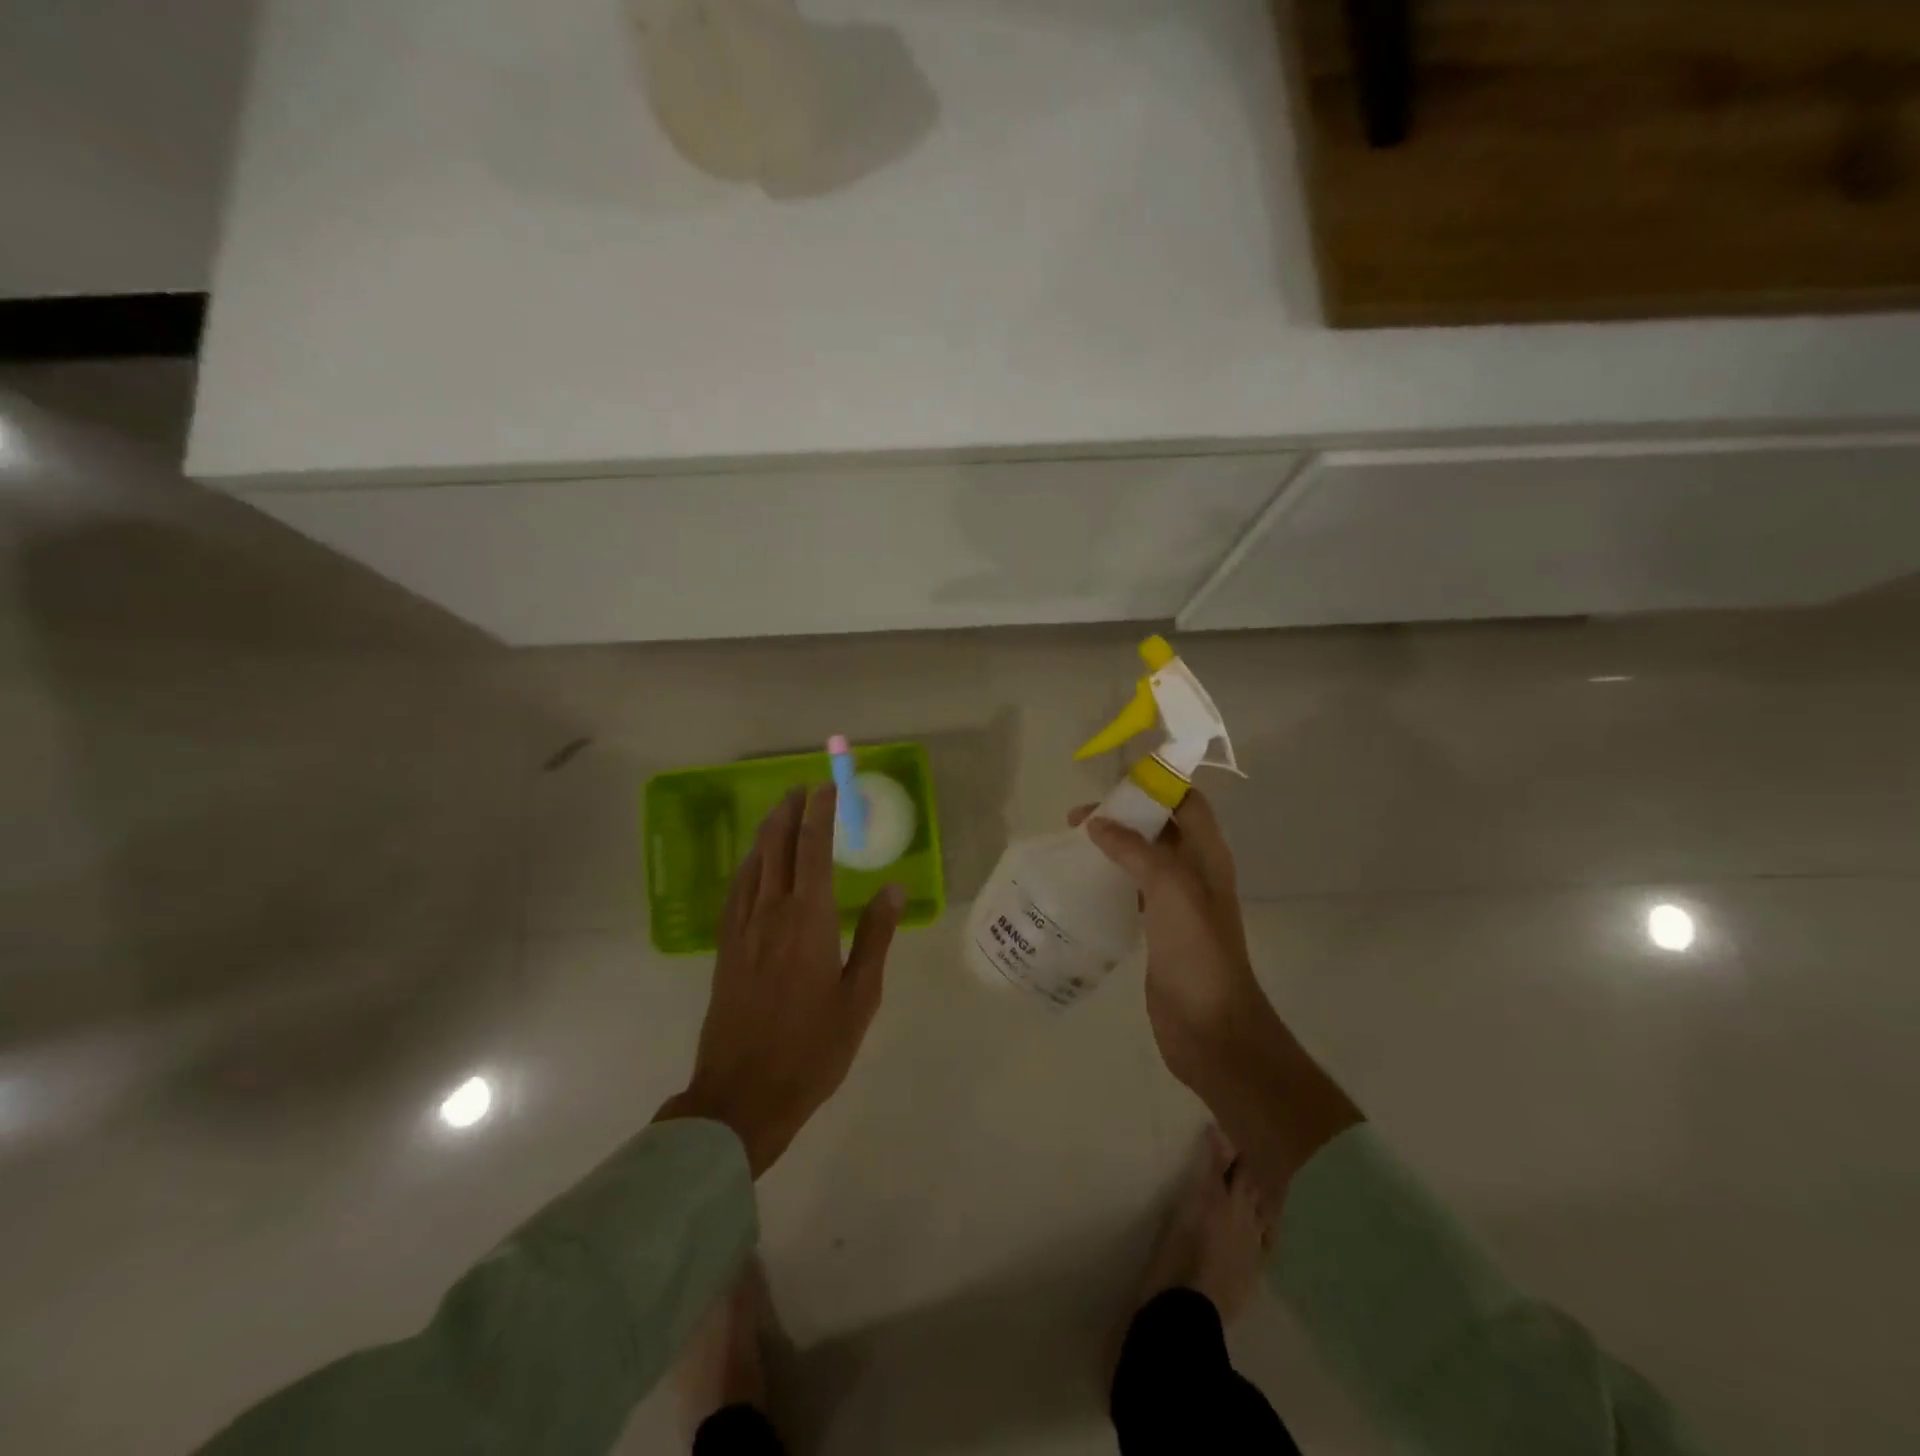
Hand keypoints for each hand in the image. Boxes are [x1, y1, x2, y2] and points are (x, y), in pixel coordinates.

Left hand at [657, 785, 904, 1175]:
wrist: (742, 1095)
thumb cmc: (813, 1049)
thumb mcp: (860, 997)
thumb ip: (875, 936)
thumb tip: (892, 887)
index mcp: (809, 920)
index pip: (814, 850)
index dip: (820, 814)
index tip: (826, 788)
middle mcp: (772, 913)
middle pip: (777, 847)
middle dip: (789, 812)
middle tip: (801, 789)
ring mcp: (742, 930)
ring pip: (753, 865)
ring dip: (766, 833)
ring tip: (779, 812)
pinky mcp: (725, 949)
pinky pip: (736, 891)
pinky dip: (747, 865)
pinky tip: (752, 865)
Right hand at [1069, 791, 1270, 1095]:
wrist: (1211, 1026)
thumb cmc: (1197, 951)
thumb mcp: (1170, 889)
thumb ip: (1137, 850)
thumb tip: (1098, 824)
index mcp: (1208, 856)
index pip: (1186, 803)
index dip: (1156, 786)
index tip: (1112, 782)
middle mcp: (1195, 873)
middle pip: (1160, 827)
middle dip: (1124, 815)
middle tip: (1078, 819)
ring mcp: (1178, 904)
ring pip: (1144, 858)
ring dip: (1114, 846)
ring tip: (1073, 845)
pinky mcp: (1159, 930)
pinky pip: (1133, 890)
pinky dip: (1111, 878)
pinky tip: (1083, 884)